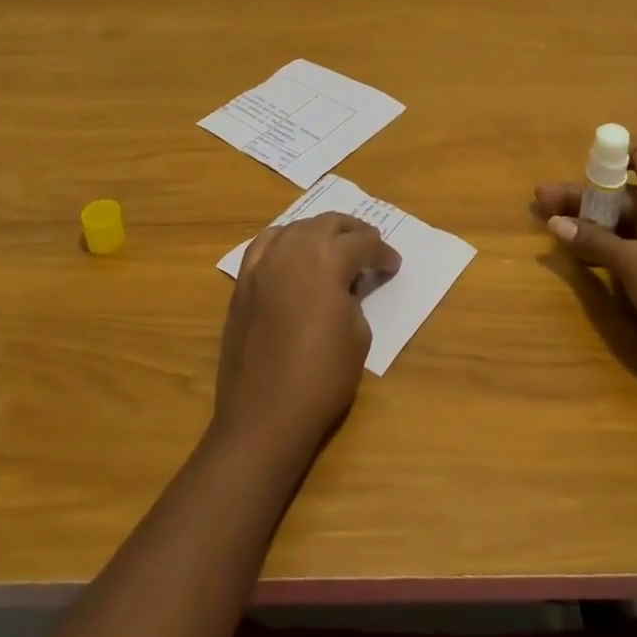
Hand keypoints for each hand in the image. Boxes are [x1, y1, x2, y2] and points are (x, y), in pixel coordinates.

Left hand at [213, 213, 400, 459]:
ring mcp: (264, 262)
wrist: (264, 413)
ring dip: (319, 232)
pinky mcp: (244, 281)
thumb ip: (354, 299)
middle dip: (353, 231)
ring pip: (296, 227)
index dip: (382, 253)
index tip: (393, 265)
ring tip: (333, 245)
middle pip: (328, 223)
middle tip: (369, 244)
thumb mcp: (358, 336)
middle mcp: (294, 248)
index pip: (363, 244)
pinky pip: (265, 245)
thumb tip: (343, 288)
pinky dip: (284, 242)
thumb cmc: (322, 377)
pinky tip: (291, 253)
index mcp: (328, 259)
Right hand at [536, 135, 636, 381]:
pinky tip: (581, 254)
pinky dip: (607, 242)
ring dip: (590, 219)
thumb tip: (555, 223)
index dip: (614, 150)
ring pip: (625, 217)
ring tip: (552, 226)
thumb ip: (593, 241)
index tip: (582, 166)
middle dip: (583, 193)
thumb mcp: (631, 264)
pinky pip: (633, 242)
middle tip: (542, 202)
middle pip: (623, 188)